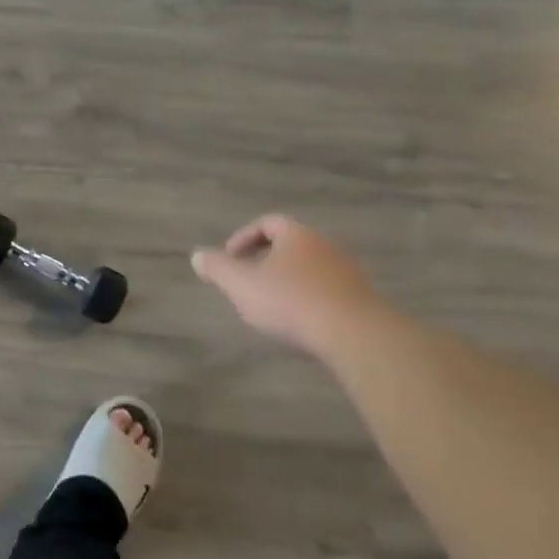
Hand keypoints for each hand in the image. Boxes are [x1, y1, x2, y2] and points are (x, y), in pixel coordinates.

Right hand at [191, 214, 379, 354]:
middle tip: (248, 281)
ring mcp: (347, 273)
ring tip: (272, 305)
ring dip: (289, 281)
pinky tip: (300, 322)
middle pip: (291, 245)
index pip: (268, 223)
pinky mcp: (361, 300)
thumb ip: (218, 268)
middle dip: (266, 260)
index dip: (244, 237)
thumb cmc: (290, 302)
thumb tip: (197, 255)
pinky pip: (328, 292)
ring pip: (310, 269)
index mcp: (296, 235)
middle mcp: (325, 246)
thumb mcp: (241, 285)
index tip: (230, 258)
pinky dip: (309, 300)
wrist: (354, 334)